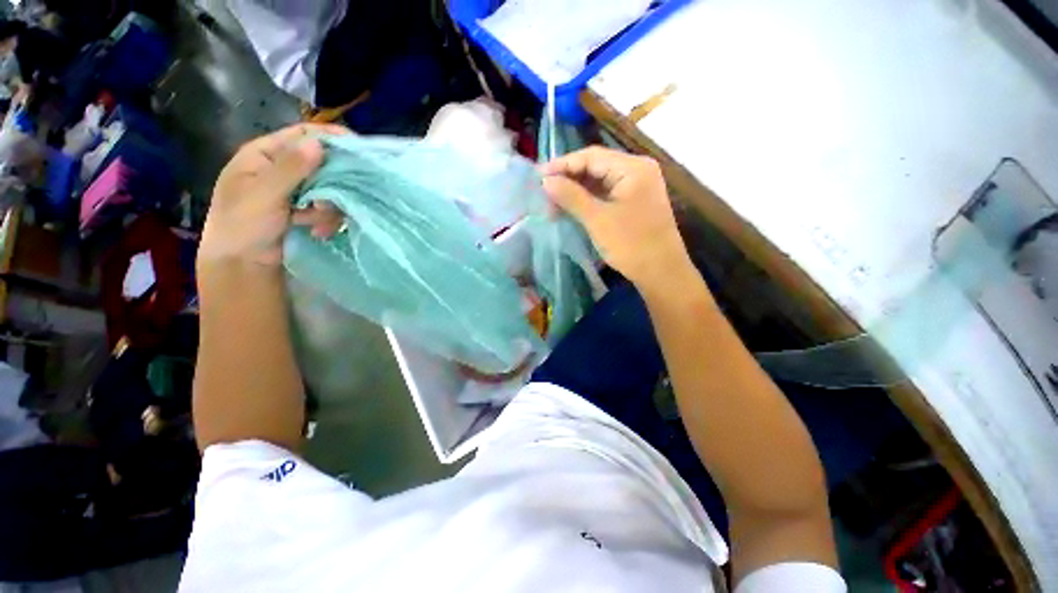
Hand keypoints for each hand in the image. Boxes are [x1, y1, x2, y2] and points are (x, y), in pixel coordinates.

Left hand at [199, 123, 346, 271]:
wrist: (242, 265)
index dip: (331, 138)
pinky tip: (317, 232)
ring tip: (313, 223)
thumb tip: (319, 144)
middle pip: (322, 163)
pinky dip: (327, 220)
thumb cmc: (242, 226)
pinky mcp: (306, 210)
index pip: (303, 134)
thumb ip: (291, 169)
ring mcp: (296, 191)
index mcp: (265, 155)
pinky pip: (329, 208)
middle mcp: (283, 169)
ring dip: (327, 208)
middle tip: (327, 204)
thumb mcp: (263, 194)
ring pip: (329, 189)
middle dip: (331, 185)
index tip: (359, 150)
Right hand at [540, 147, 689, 287]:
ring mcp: (637, 186)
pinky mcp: (633, 202)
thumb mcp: (598, 219)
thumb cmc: (631, 244)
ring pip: (599, 181)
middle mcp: (637, 170)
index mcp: (632, 167)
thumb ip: (571, 196)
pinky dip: (587, 200)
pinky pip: (606, 194)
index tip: (538, 176)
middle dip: (568, 179)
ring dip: (576, 191)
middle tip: (544, 192)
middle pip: (595, 166)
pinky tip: (571, 208)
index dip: (562, 165)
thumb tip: (545, 181)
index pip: (591, 156)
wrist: (661, 273)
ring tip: (553, 203)